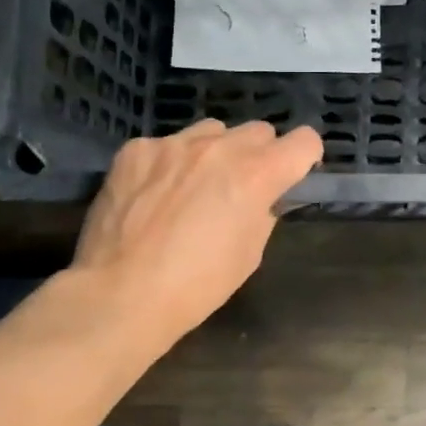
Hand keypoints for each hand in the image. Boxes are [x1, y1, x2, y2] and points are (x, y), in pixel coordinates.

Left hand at [70, 120, 321, 343]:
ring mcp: (174, 144)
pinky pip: (167, 145)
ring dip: (215, 152)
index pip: (305, 141)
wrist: (120, 295)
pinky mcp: (136, 150)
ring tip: (194, 185)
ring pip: (213, 131)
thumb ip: (264, 212)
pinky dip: (170, 163)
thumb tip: (264, 197)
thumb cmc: (197, 286)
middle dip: (258, 155)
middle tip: (241, 187)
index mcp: (257, 175)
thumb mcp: (250, 253)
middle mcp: (220, 148)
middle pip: (259, 131)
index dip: (304, 158)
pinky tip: (153, 194)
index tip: (292, 175)